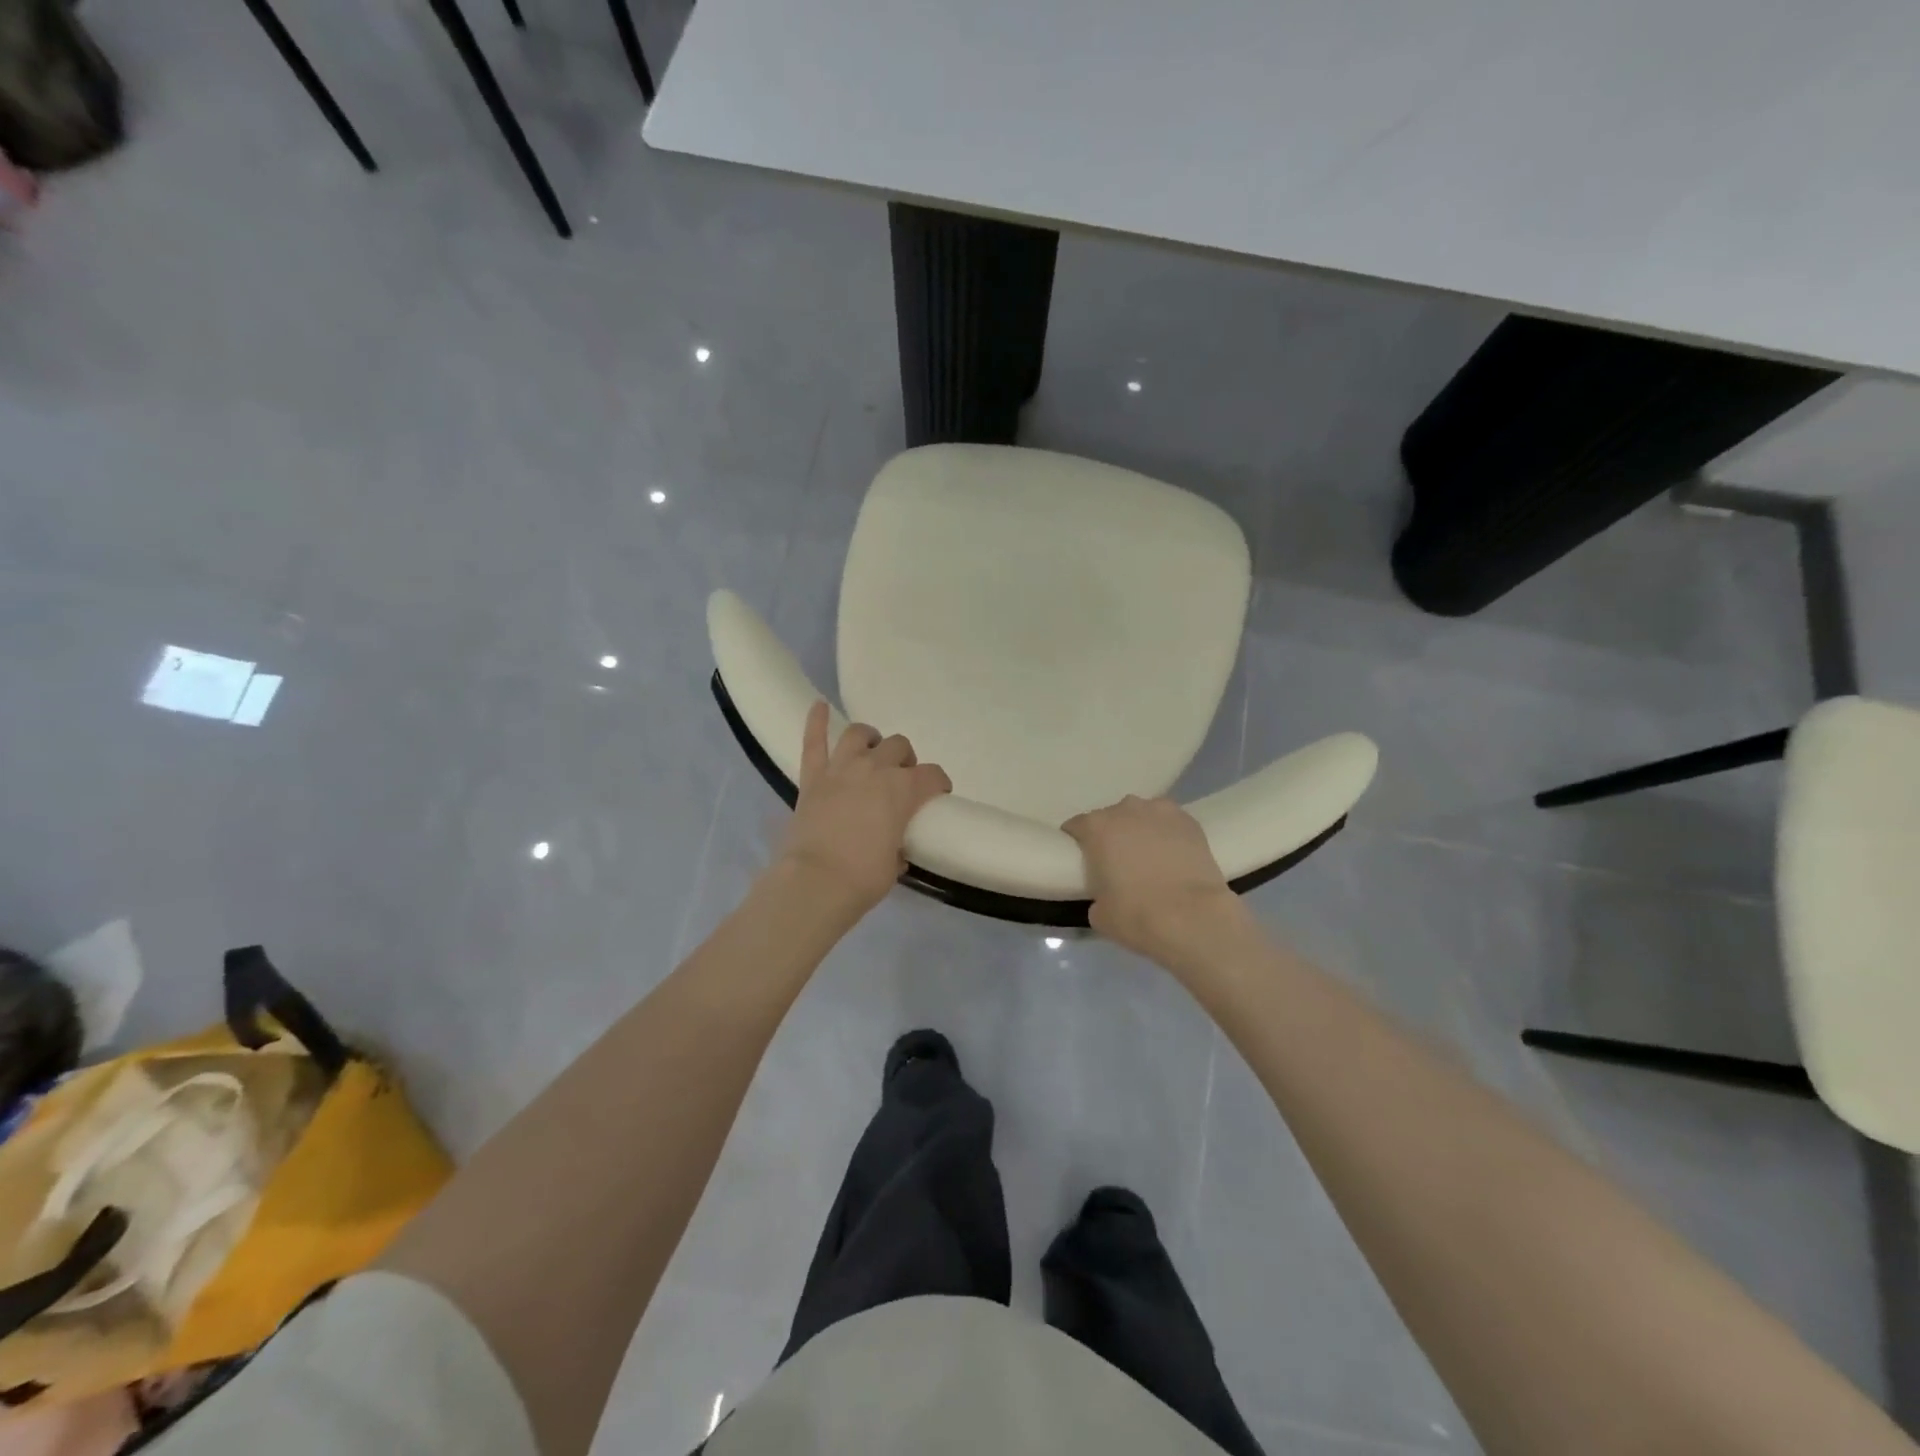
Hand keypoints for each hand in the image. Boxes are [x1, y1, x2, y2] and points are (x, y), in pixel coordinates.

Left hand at [779, 701, 951, 913]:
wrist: (816, 882)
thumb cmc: (864, 878)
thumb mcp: (895, 863)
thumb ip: (898, 844)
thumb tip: (894, 846)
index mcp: (904, 790)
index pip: (933, 775)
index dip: (938, 783)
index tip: (937, 795)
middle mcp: (875, 769)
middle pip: (899, 747)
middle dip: (905, 760)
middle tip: (900, 778)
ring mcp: (841, 769)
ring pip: (858, 734)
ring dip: (869, 739)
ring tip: (871, 750)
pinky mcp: (812, 777)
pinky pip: (813, 741)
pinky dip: (815, 721)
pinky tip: (819, 705)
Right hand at [1062, 795, 1252, 970]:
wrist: (1193, 918)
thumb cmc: (1136, 915)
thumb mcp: (1099, 914)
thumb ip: (1096, 894)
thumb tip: (1106, 895)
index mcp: (1097, 828)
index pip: (1076, 826)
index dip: (1078, 842)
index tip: (1083, 860)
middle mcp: (1125, 809)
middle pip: (1111, 817)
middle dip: (1111, 835)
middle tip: (1118, 862)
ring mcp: (1160, 811)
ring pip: (1142, 815)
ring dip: (1140, 830)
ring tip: (1149, 856)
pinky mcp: (1190, 821)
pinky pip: (1169, 823)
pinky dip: (1168, 834)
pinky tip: (1173, 855)